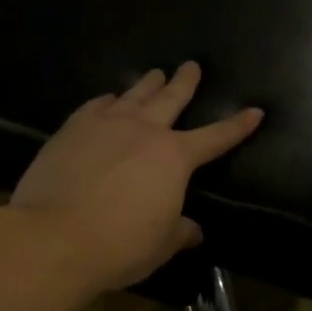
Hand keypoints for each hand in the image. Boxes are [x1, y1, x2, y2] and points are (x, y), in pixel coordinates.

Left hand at [11, 62, 263, 293]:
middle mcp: (144, 131)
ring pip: (133, 95)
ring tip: (155, 73)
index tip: (255, 111)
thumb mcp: (161, 244)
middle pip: (171, 98)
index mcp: (175, 157)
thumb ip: (180, 231)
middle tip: (192, 65)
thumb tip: (194, 231)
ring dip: (147, 83)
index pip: (216, 137)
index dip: (237, 125)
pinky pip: (96, 105)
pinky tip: (108, 99)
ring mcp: (106, 124)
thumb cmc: (120, 244)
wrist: (55, 236)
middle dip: (185, 81)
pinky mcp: (72, 129)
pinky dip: (107, 100)